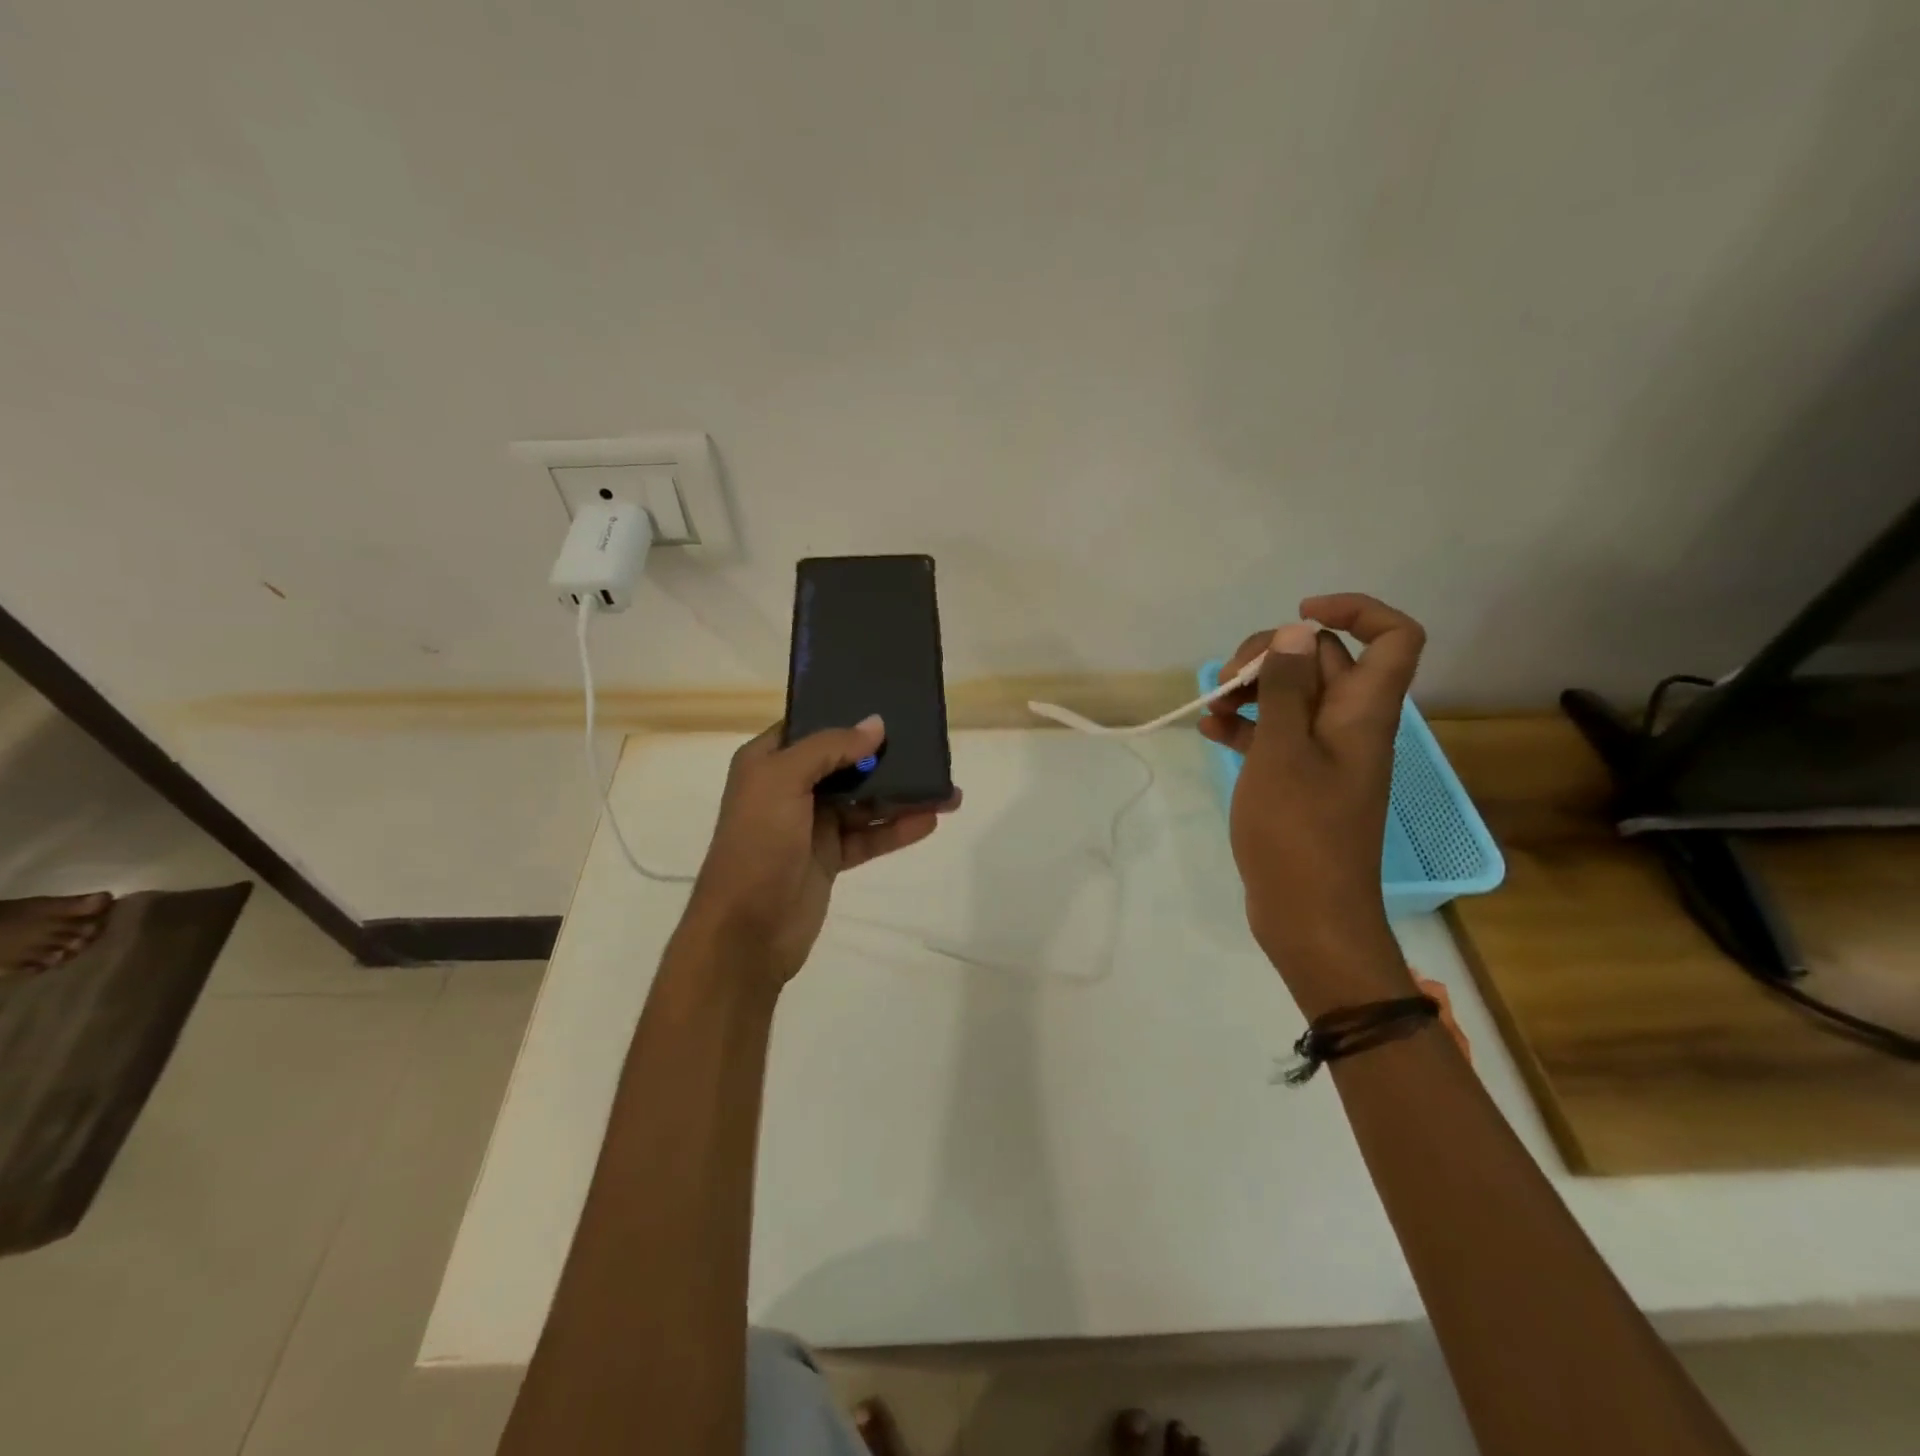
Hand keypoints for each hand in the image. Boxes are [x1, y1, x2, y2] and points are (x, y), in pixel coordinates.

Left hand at [680, 716, 959, 985]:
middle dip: (885, 756)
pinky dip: (897, 828)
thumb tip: (876, 725)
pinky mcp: (831, 857)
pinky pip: (870, 835)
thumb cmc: (758, 844)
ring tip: (947, 791)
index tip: (891, 707)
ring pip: (864, 801)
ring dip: (902, 795)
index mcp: (768, 762)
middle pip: (845, 763)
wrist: (746, 931)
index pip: (811, 727)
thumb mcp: (783, 781)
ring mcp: (812, 824)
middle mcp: (790, 787)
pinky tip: (930, 820)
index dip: (847, 716)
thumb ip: (829, 748)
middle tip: (929, 747)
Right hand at [1199, 593, 1425, 1010]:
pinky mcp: (1299, 781)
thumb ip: (1287, 689)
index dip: (1355, 611)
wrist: (1309, 916)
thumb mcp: (1283, 752)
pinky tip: (1209, 730)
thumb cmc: (1298, 831)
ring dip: (1253, 690)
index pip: (1393, 638)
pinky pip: (1276, 735)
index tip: (1298, 617)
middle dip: (1275, 654)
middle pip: (1325, 661)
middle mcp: (1350, 726)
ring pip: (1294, 697)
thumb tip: (1297, 631)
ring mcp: (1323, 755)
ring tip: (1212, 704)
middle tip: (1229, 676)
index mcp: (1362, 713)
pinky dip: (1246, 727)